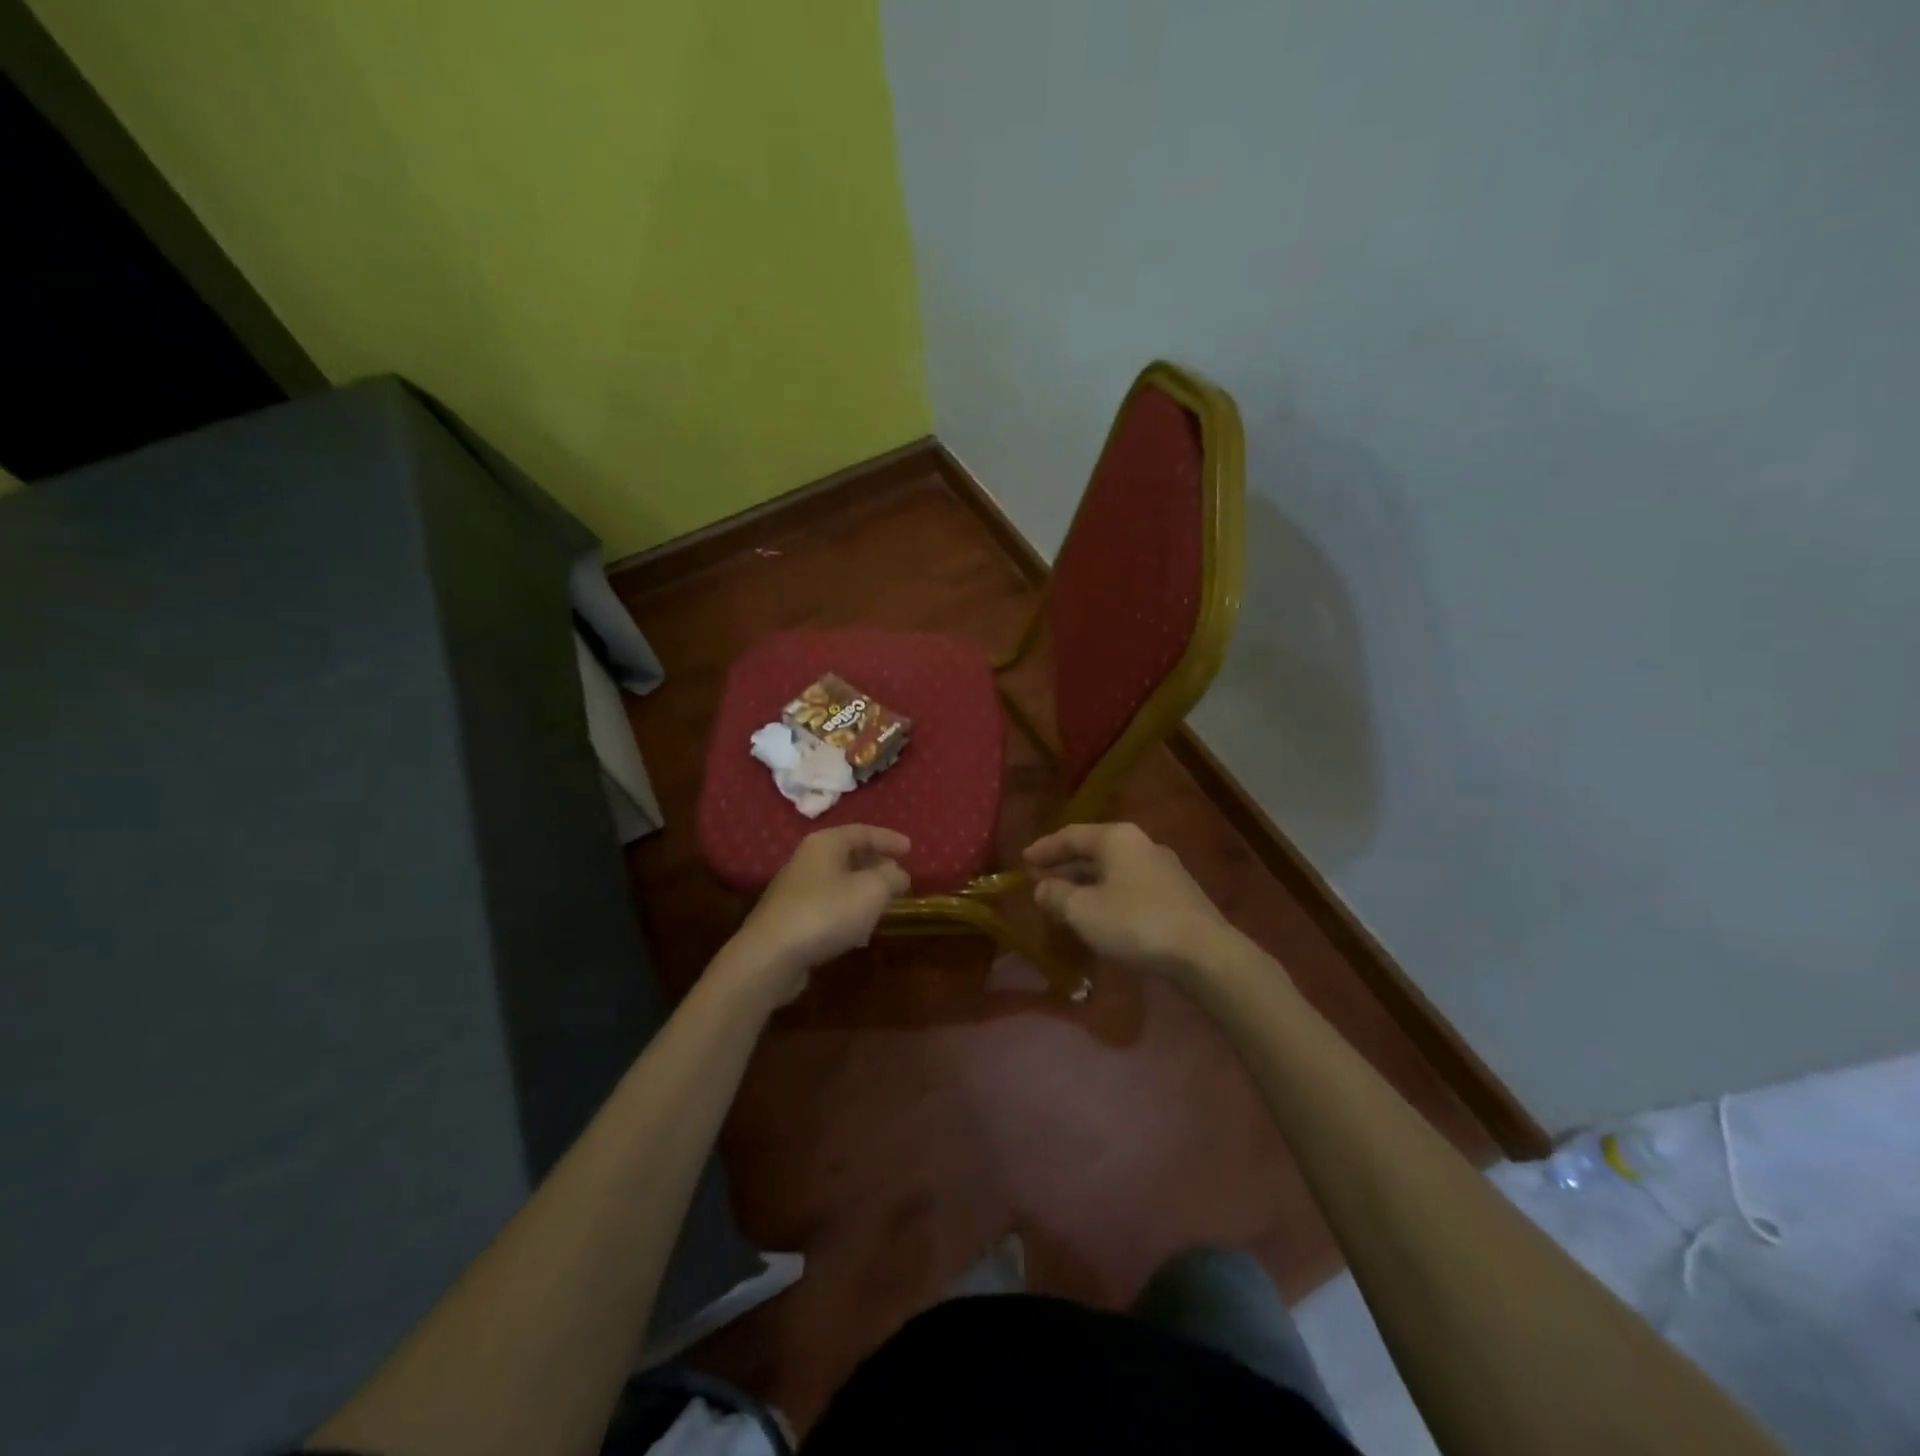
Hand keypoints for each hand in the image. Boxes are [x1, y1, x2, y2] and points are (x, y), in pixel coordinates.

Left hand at [721, 825, 910, 1004]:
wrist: (770, 957)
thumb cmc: (826, 913)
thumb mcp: (872, 890)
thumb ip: (891, 877)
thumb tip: (899, 873)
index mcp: (825, 844)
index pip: (863, 832)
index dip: (889, 839)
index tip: (911, 849)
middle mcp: (807, 860)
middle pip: (848, 854)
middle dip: (876, 863)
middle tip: (899, 873)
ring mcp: (795, 889)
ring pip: (838, 881)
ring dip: (862, 888)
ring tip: (884, 900)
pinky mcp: (790, 918)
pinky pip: (827, 905)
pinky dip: (848, 909)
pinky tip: (859, 928)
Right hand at [1024, 823, 1235, 978]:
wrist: (1205, 954)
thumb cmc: (1135, 923)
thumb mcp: (1084, 911)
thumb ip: (1057, 895)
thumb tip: (1042, 888)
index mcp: (1117, 838)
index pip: (1071, 835)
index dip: (1044, 848)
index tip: (1023, 860)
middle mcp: (1142, 845)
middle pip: (1094, 850)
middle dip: (1065, 866)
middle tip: (1039, 880)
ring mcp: (1164, 869)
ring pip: (1113, 870)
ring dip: (1086, 883)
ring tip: (1065, 900)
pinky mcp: (1177, 895)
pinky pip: (1130, 887)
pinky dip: (1107, 895)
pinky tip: (1100, 915)